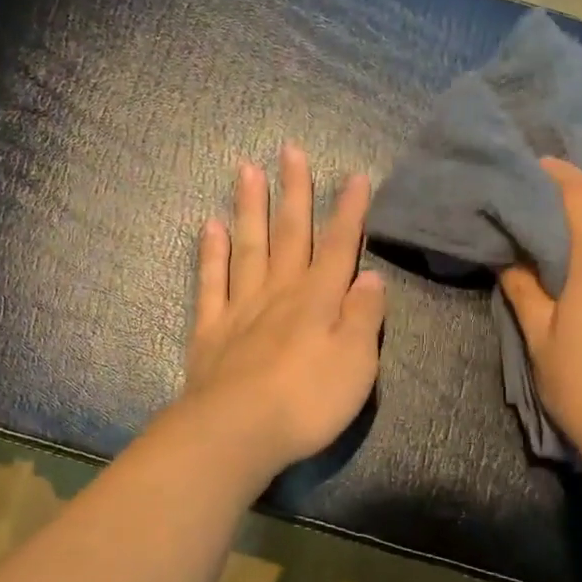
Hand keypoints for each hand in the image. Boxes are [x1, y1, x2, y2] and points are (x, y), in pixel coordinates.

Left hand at [179, 144, 386, 482]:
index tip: (355, 176)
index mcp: (318, 300)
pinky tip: (211, 226)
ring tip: (247, 169)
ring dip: (250, 208)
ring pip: (248, 247)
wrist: (237, 432)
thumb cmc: (307, 402)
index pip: (339, 246)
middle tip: (290, 150)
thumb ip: (363, 316)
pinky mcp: (210, 330)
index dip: (349, 211)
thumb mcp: (356, 363)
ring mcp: (241, 308)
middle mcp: (280, 293)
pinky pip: (210, 283)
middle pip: (290, 234)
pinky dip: (211, 253)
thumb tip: (371, 276)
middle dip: (294, 192)